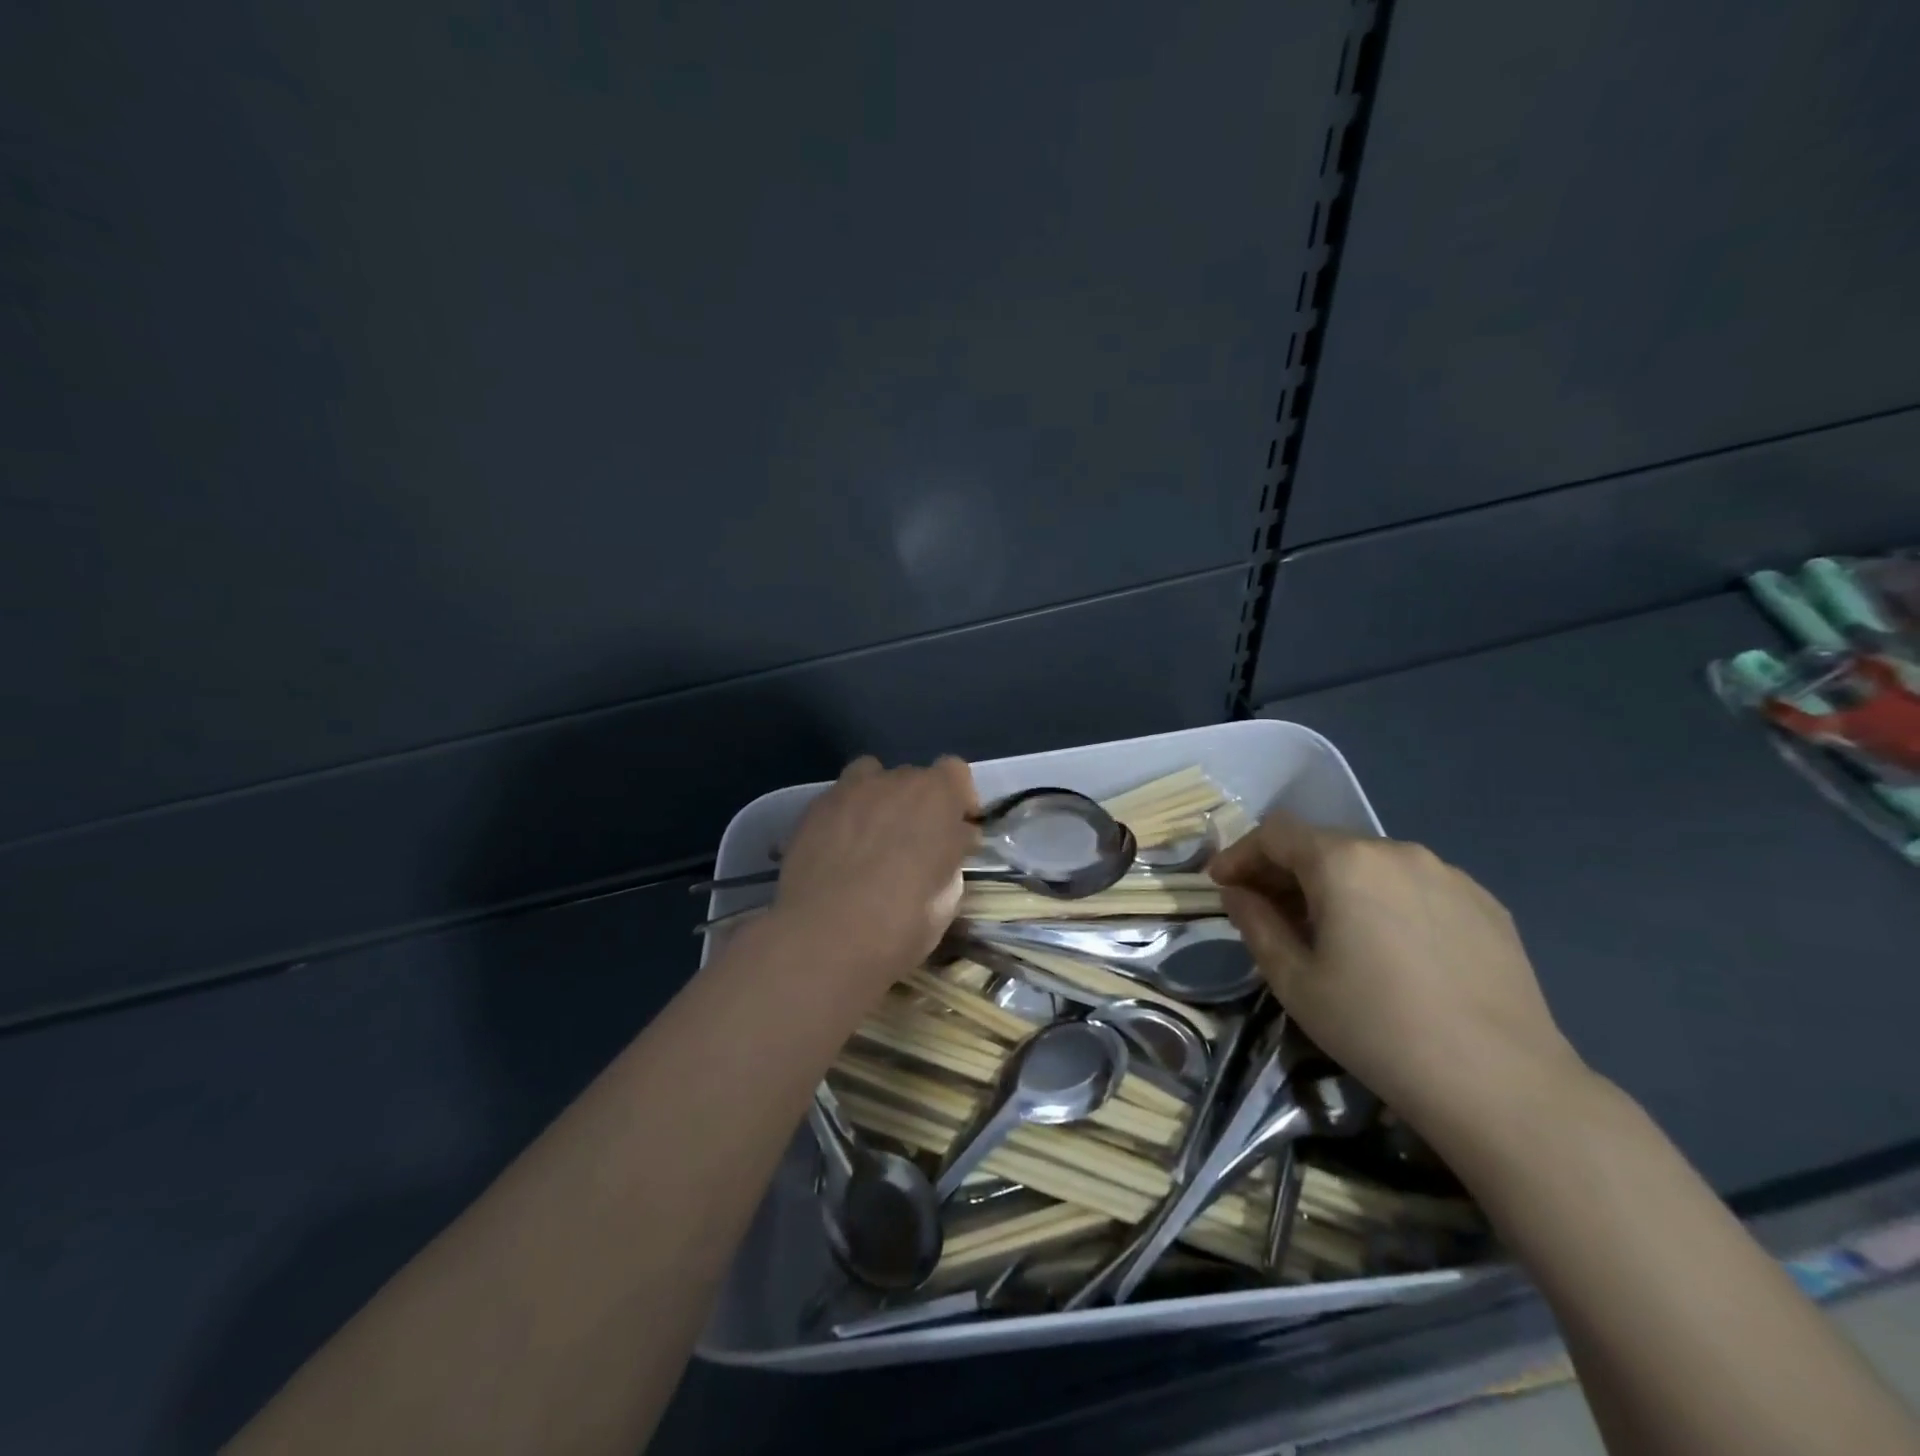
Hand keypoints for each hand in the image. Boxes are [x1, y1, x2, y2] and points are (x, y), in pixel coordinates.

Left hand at [771, 755, 978, 985]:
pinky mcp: (812, 810)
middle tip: (915, 845)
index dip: (959, 798)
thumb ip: (951, 858)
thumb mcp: (946, 900)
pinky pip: (839, 800)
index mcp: (935, 797)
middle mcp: (892, 782)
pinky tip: (840, 851)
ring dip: (879, 800)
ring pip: (870, 778)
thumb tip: (952, 844)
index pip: (954, 772)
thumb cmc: (900, 923)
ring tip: (874, 838)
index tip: (958, 829)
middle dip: (918, 805)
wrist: (822, 938)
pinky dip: (846, 817)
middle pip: (912, 777)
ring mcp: (848, 791)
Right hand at [1209, 812, 1589, 1149]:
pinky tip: (1389, 948)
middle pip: (1324, 844)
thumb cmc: (1377, 1029)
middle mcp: (1397, 851)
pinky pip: (1415, 886)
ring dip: (1336, 886)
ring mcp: (1448, 875)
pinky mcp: (1486, 904)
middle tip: (1268, 912)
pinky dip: (1384, 901)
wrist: (1502, 1085)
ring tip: (1329, 933)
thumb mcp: (1294, 980)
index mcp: (1344, 862)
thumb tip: (1238, 894)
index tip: (1222, 885)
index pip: (1276, 834)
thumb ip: (1256, 924)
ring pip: (1371, 864)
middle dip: (1285, 871)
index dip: (1240, 854)